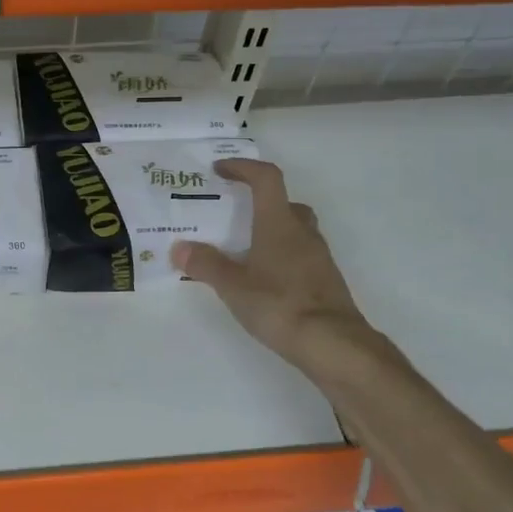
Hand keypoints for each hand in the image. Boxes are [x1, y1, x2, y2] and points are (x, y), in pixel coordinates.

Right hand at [171, 159, 374, 371]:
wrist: (333, 344)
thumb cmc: (279, 304)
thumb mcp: (233, 286)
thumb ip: (205, 264)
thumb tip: (179, 247)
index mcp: (279, 224)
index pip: (266, 178)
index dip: (243, 167)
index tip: (221, 170)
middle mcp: (302, 233)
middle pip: (285, 203)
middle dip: (259, 201)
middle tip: (234, 214)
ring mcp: (318, 257)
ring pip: (294, 230)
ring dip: (271, 231)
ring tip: (243, 250)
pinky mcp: (324, 281)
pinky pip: (299, 256)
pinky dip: (281, 257)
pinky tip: (263, 280)